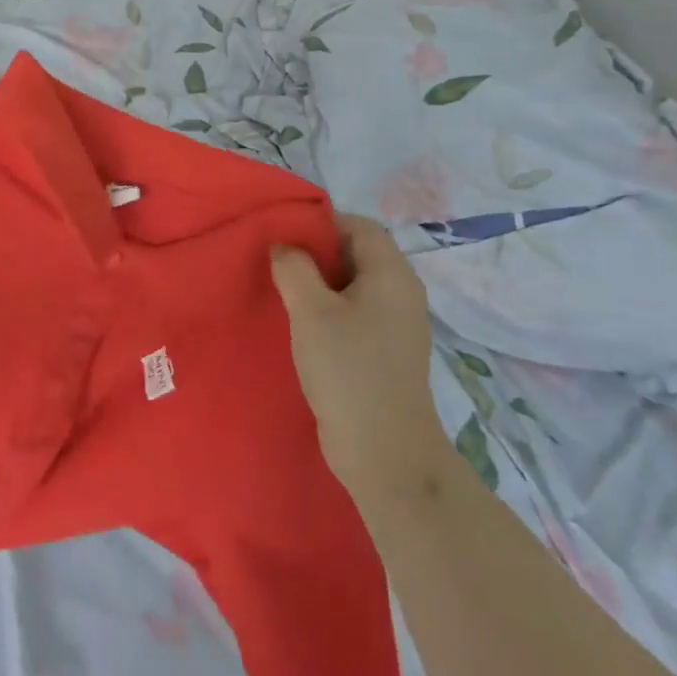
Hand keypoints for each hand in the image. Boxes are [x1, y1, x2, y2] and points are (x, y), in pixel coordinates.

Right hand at [271, 213, 452, 513]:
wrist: (384, 451)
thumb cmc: (348, 369)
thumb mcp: (311, 310)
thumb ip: (293, 267)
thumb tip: (284, 246)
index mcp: (391, 274)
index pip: (358, 226)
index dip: (321, 223)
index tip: (282, 235)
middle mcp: (400, 293)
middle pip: (356, 253)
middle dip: (315, 253)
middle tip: (275, 262)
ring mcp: (395, 325)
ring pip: (352, 285)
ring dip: (318, 284)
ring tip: (281, 293)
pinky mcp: (384, 352)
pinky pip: (354, 314)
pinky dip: (328, 310)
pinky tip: (300, 326)